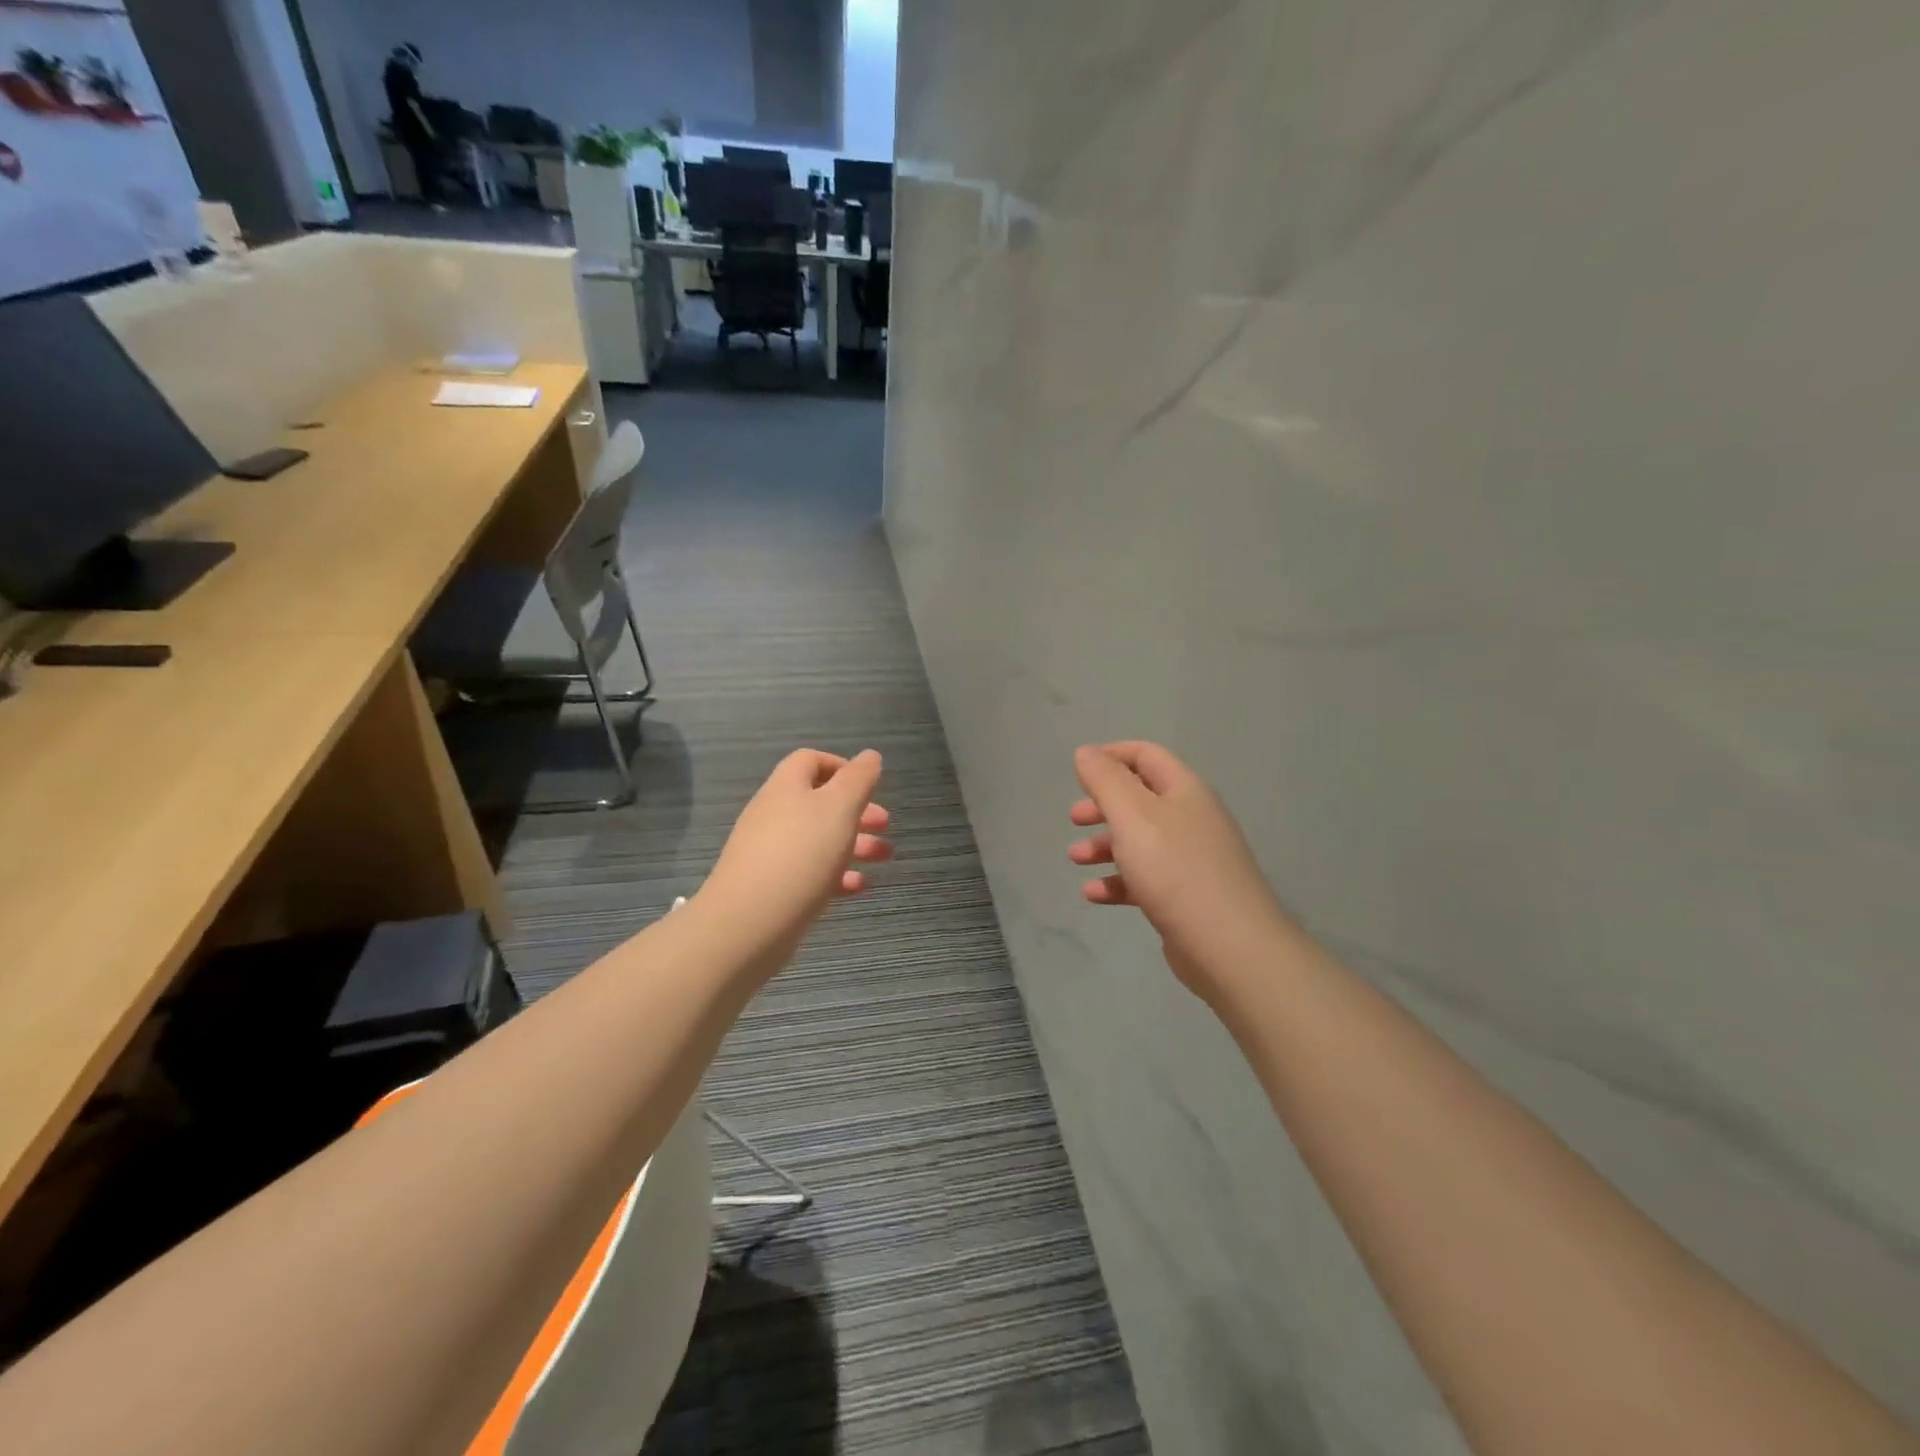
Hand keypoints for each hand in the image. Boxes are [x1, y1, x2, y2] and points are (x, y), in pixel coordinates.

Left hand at [702, 748, 890, 957]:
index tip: (870, 785)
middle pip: (818, 802)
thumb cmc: (801, 855)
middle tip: (885, 824)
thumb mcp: (839, 808)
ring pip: (818, 839)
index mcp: (787, 787)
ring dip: (854, 844)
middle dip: (856, 811)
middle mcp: (774, 815)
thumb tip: (870, 756)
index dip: (841, 766)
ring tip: (884, 857)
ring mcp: (769, 853)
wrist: (748, 923)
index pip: (810, 761)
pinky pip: (808, 872)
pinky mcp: (771, 888)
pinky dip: (836, 875)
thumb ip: (858, 779)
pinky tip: (859, 888)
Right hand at [1068, 742, 1290, 1002]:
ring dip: (1104, 844)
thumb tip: (1086, 752)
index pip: (1146, 755)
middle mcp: (1191, 819)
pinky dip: (1117, 881)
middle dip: (1103, 805)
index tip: (1078, 770)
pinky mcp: (1186, 896)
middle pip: (1140, 799)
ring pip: (1140, 840)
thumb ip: (1105, 780)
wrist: (1229, 946)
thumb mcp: (1132, 815)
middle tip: (1075, 818)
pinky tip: (1093, 894)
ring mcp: (1192, 860)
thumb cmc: (1175, 870)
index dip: (1111, 756)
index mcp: (1184, 791)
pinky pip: (1145, 878)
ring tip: (1075, 858)